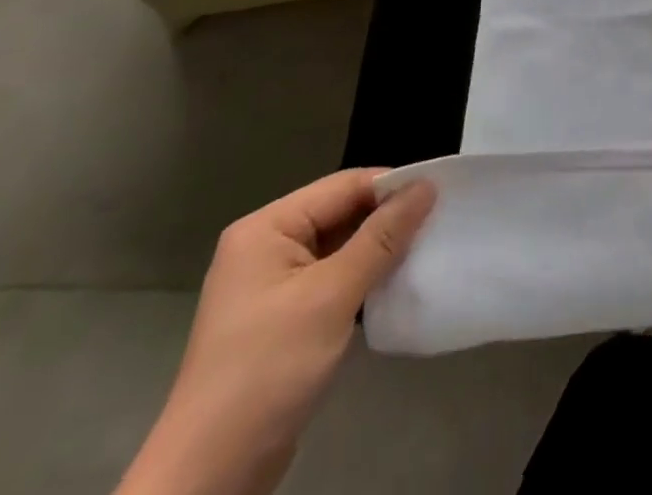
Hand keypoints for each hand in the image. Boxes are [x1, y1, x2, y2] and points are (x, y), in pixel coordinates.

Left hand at [117, 170, 435, 494]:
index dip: (392, 187)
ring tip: (426, 250)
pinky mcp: (282, 318)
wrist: (210, 477)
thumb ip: (382, 236)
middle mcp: (266, 247)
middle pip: (342, 213)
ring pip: (341, 247)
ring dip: (379, 251)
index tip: (442, 195)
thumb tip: (427, 185)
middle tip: (439, 223)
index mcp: (267, 229)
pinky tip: (394, 285)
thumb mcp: (332, 296)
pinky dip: (363, 279)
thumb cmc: (267, 369)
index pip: (344, 186)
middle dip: (388, 219)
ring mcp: (272, 285)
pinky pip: (332, 279)